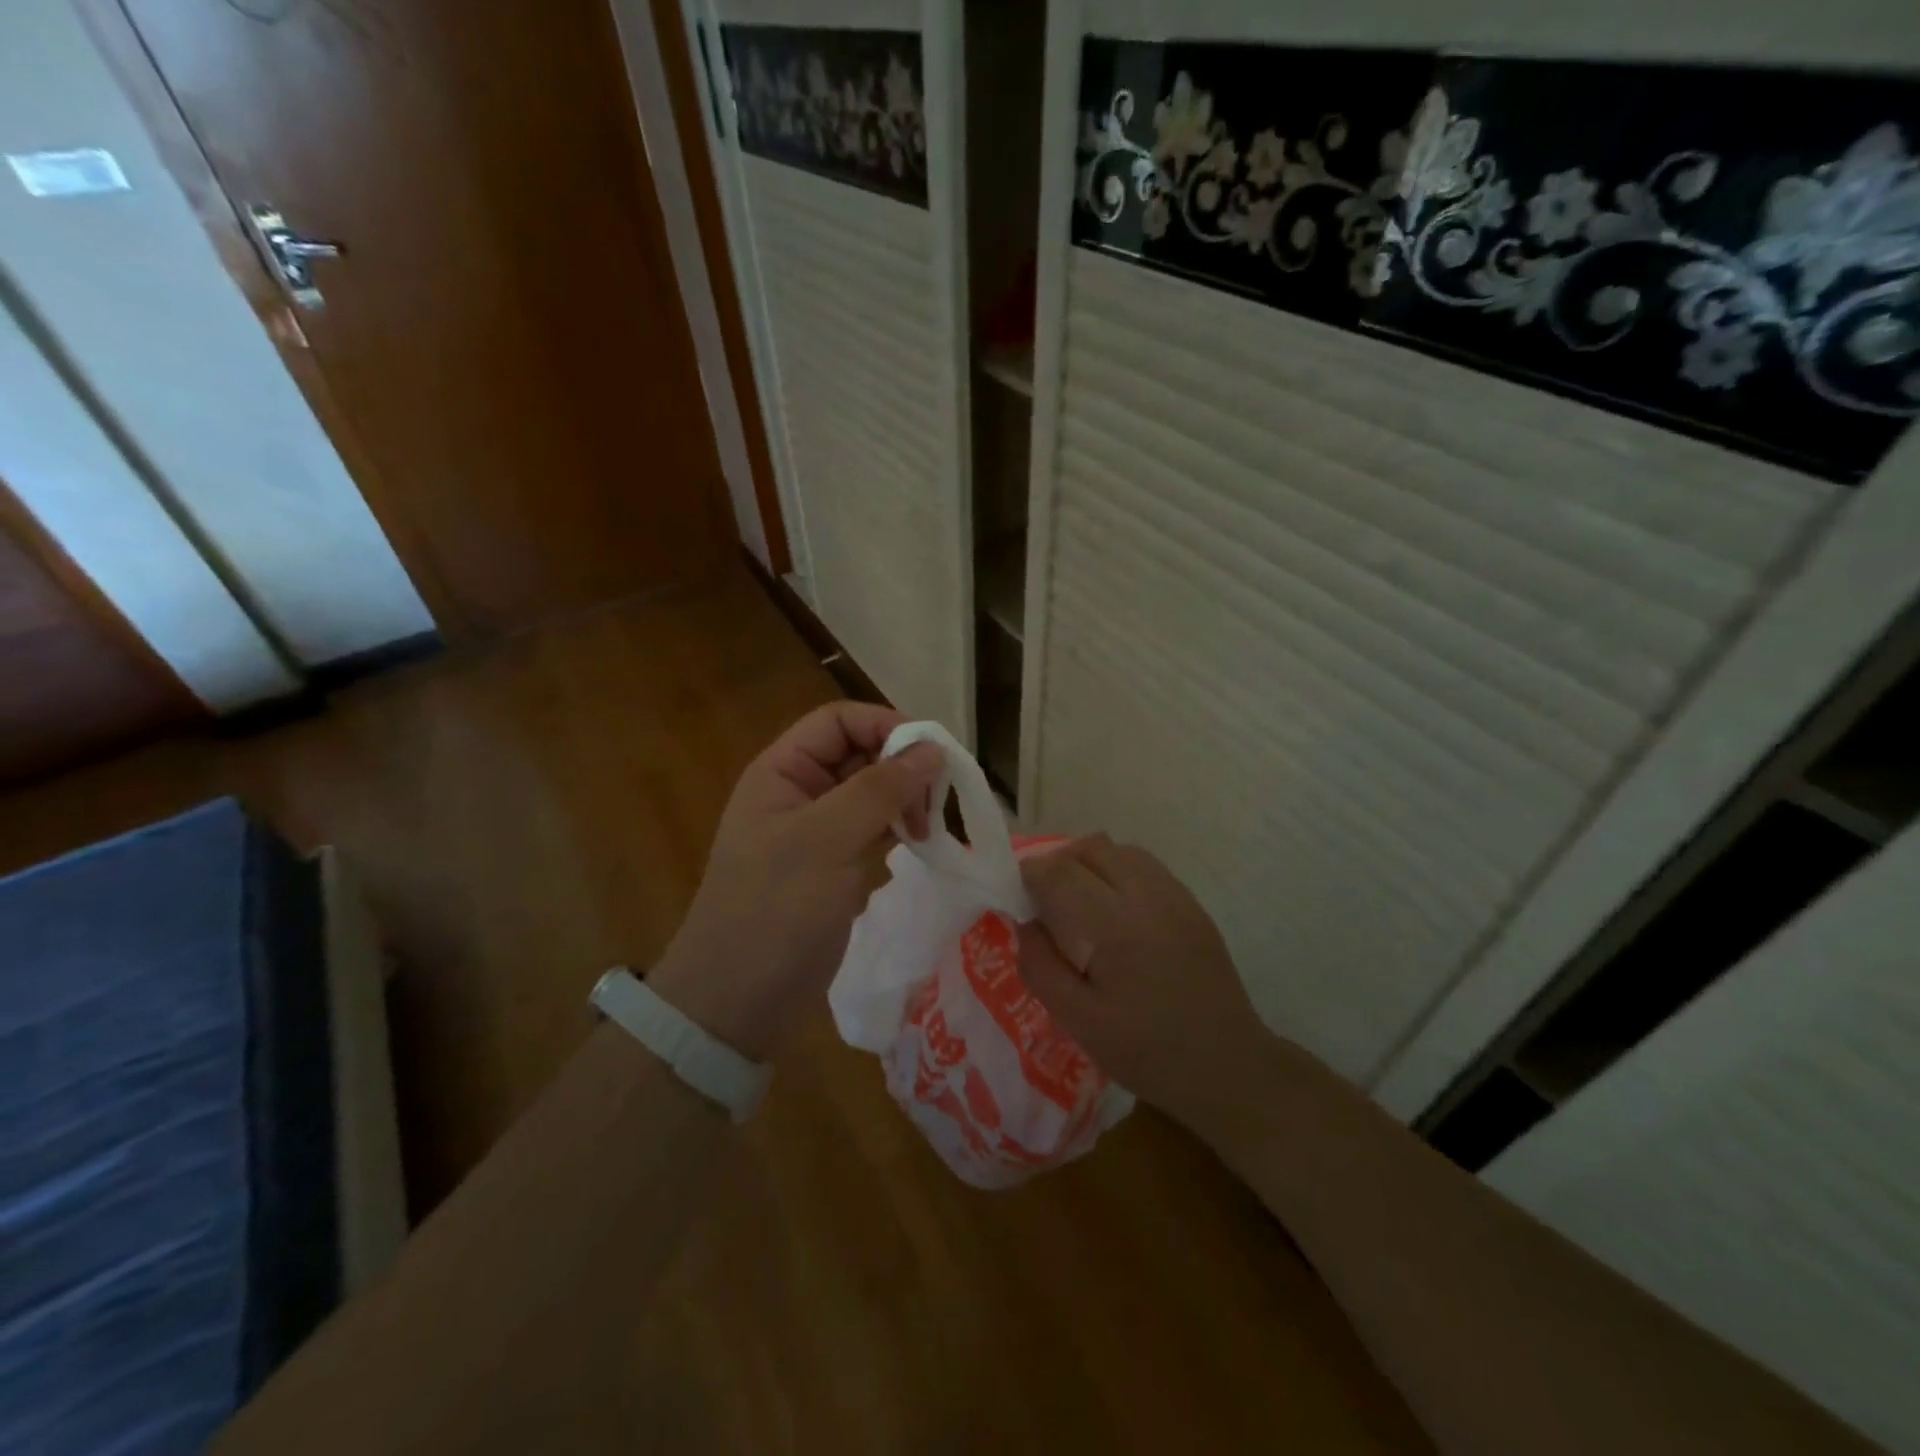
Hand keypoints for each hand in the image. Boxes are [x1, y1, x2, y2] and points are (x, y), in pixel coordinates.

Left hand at [649, 702, 943, 1059]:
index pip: (839, 721)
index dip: (886, 725)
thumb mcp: (826, 840)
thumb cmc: (775, 909)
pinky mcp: (834, 864)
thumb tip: (933, 749)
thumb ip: (880, 790)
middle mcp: (799, 791)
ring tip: (929, 830)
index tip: (932, 754)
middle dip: (901, 767)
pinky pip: (873, 828)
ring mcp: (817, 830)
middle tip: (936, 800)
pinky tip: (920, 844)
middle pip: (860, 753)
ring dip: (905, 800)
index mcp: (782, 771)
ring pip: (872, 792)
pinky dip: (899, 829)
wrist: (738, 1000)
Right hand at [1016, 835, 1275, 1134]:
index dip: (1029, 874)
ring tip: (1076, 899)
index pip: (1060, 873)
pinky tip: (1112, 908)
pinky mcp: (1192, 904)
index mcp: (1117, 928)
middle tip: (1042, 897)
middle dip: (1057, 862)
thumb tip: (1026, 923)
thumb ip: (1041, 966)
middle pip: (1091, 848)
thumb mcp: (1079, 1022)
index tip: (1014, 893)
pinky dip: (1117, 871)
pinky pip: (1146, 866)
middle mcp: (1149, 898)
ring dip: (1089, 863)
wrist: (1228, 1067)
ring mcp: (1177, 897)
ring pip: (1120, 850)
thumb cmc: (1147, 1052)